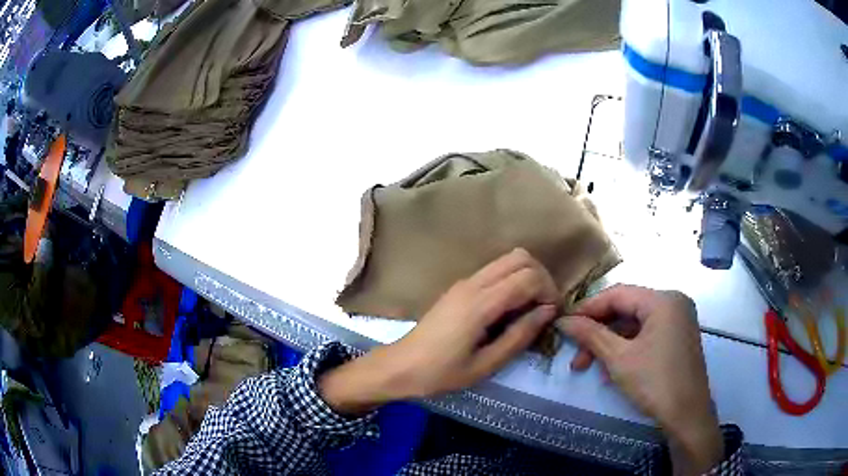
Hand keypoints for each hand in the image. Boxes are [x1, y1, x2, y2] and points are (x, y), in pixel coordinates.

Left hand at [319, 249, 558, 413]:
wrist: (400, 367)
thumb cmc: (441, 373)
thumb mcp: (485, 365)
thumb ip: (519, 336)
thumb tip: (547, 312)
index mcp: (480, 303)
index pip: (528, 276)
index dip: (549, 292)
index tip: (551, 316)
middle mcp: (473, 283)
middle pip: (520, 257)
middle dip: (541, 278)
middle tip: (543, 309)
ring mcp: (464, 282)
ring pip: (507, 259)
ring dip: (526, 277)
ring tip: (529, 309)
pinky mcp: (459, 287)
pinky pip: (494, 271)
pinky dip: (511, 280)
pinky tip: (509, 309)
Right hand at [557, 285, 722, 475]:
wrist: (687, 415)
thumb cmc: (655, 383)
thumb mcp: (619, 359)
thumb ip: (591, 335)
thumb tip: (563, 320)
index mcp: (663, 300)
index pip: (618, 294)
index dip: (588, 308)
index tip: (564, 324)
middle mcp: (673, 303)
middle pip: (626, 309)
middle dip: (598, 332)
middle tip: (575, 353)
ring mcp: (678, 320)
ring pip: (635, 324)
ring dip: (610, 344)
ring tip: (589, 367)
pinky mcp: (678, 337)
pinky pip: (647, 335)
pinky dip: (627, 348)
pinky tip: (611, 369)